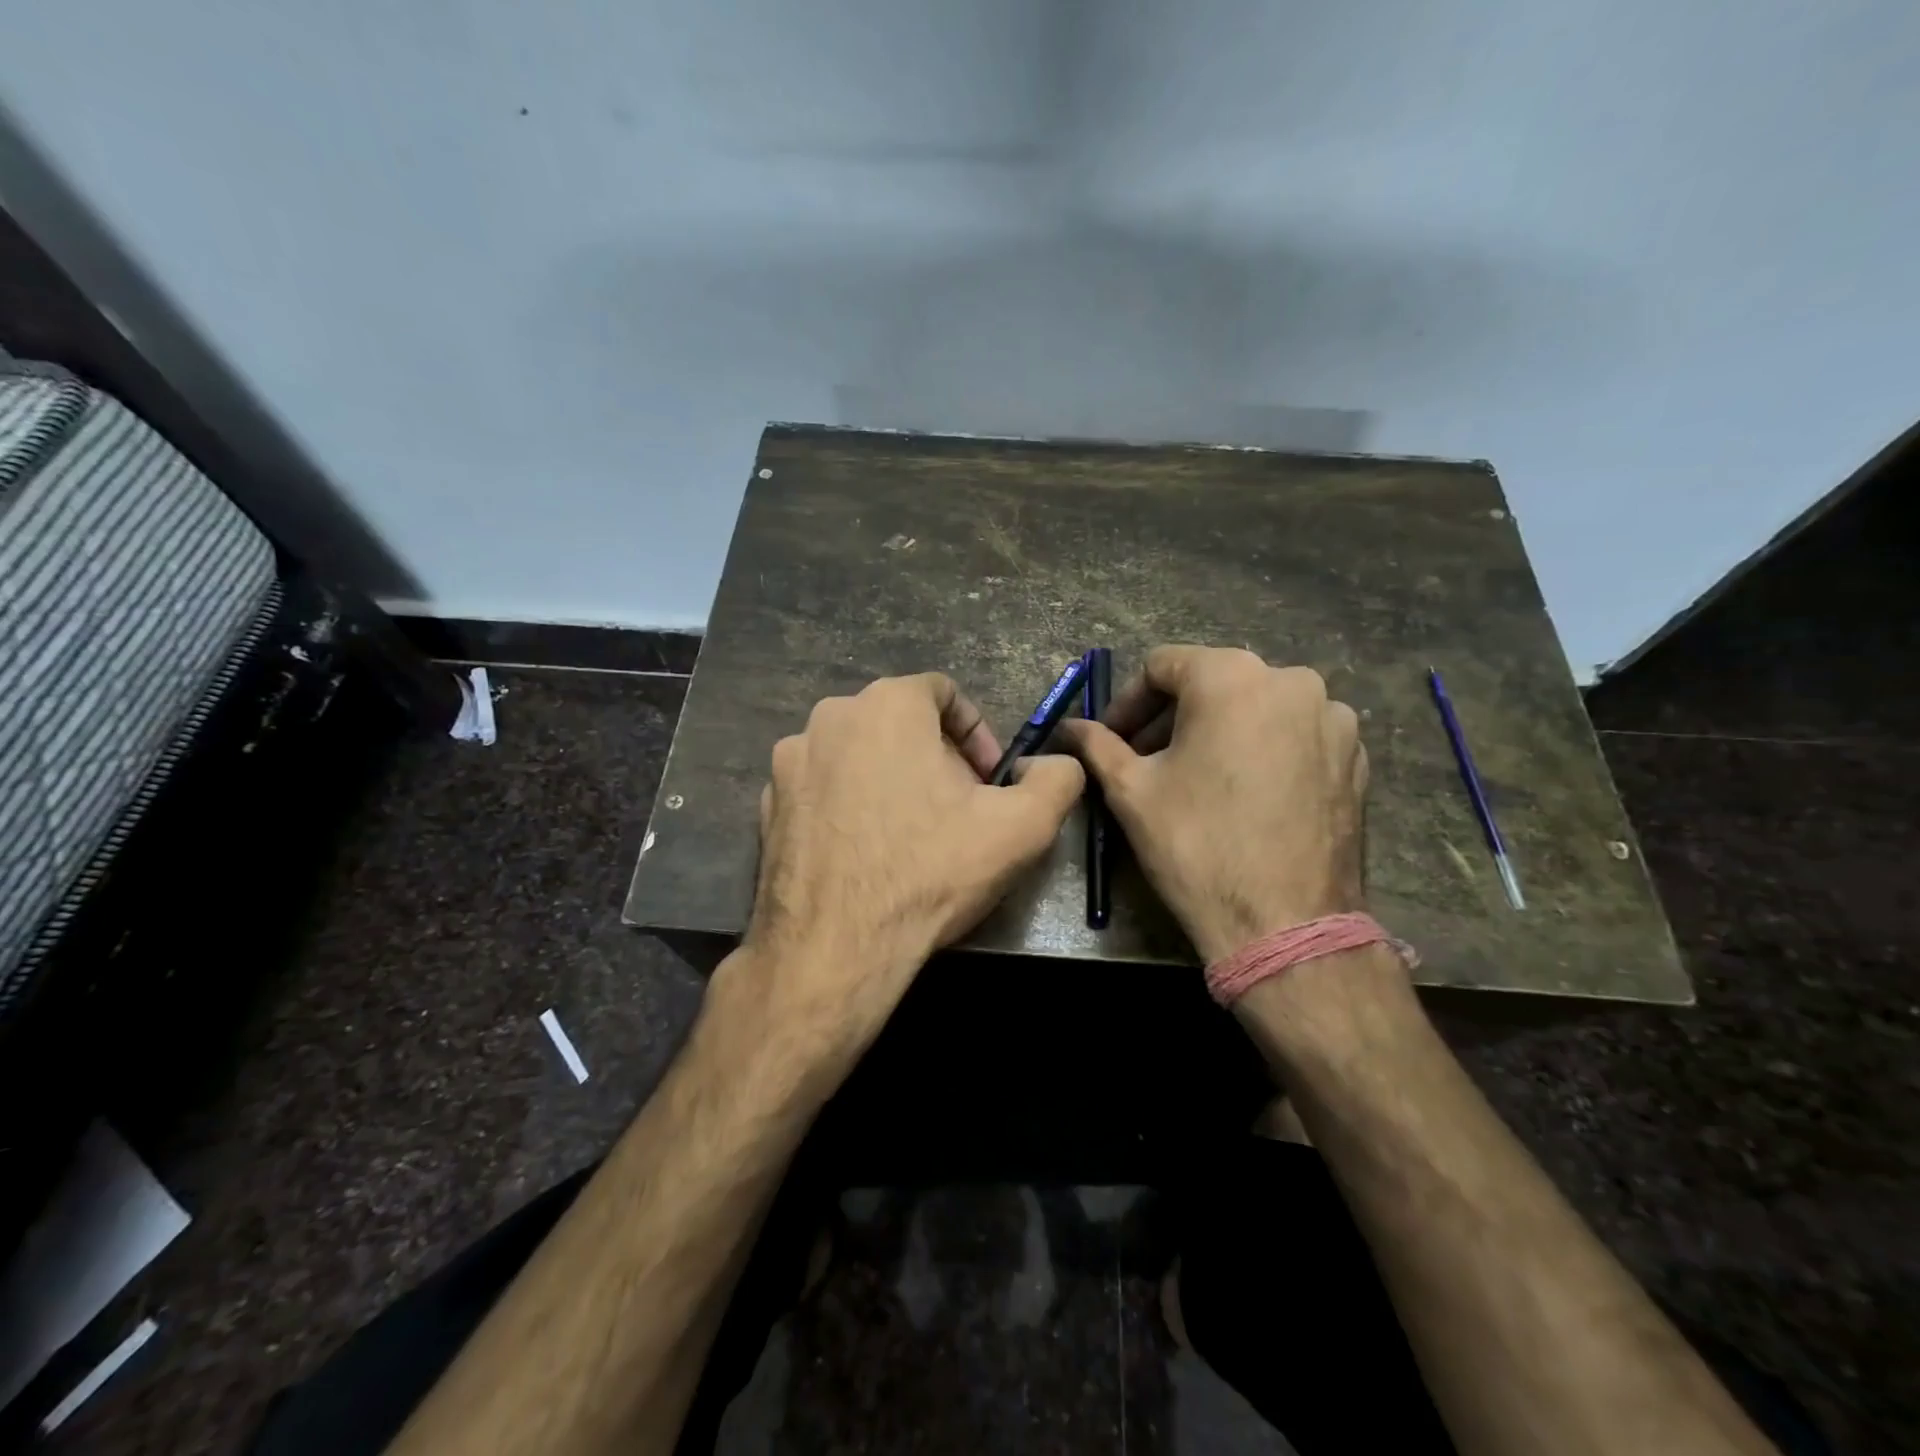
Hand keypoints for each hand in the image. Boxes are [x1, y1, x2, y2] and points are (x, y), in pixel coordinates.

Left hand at [735, 672, 1083, 1060]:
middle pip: (898, 723)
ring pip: (857, 754)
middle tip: (956, 810)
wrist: (834, 948)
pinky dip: (847, 805)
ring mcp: (790, 760)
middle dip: (934, 758)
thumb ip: (1057, 778)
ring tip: (909, 834)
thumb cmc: (930, 873)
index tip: (988, 781)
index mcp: (888, 704)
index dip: (976, 733)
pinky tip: (864, 853)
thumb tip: (1056, 763)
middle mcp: (830, 717)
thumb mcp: (1023, 827)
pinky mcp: (766, 803)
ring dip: (889, 779)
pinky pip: (821, 788)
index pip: (943, 693)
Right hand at [1057, 647, 1366, 963]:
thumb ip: (1097, 745)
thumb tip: (1069, 726)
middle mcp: (1292, 680)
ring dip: (1219, 731)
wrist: (1285, 924)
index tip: (1112, 739)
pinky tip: (1245, 794)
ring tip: (1197, 778)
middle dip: (1172, 717)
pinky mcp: (1356, 757)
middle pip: (1213, 682)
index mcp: (1232, 677)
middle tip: (1146, 759)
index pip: (1162, 666)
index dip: (1128, 702)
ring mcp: (1333, 718)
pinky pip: (1294, 735)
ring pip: (1256, 707)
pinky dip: (1262, 749)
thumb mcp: (1131, 791)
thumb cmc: (1197, 845)